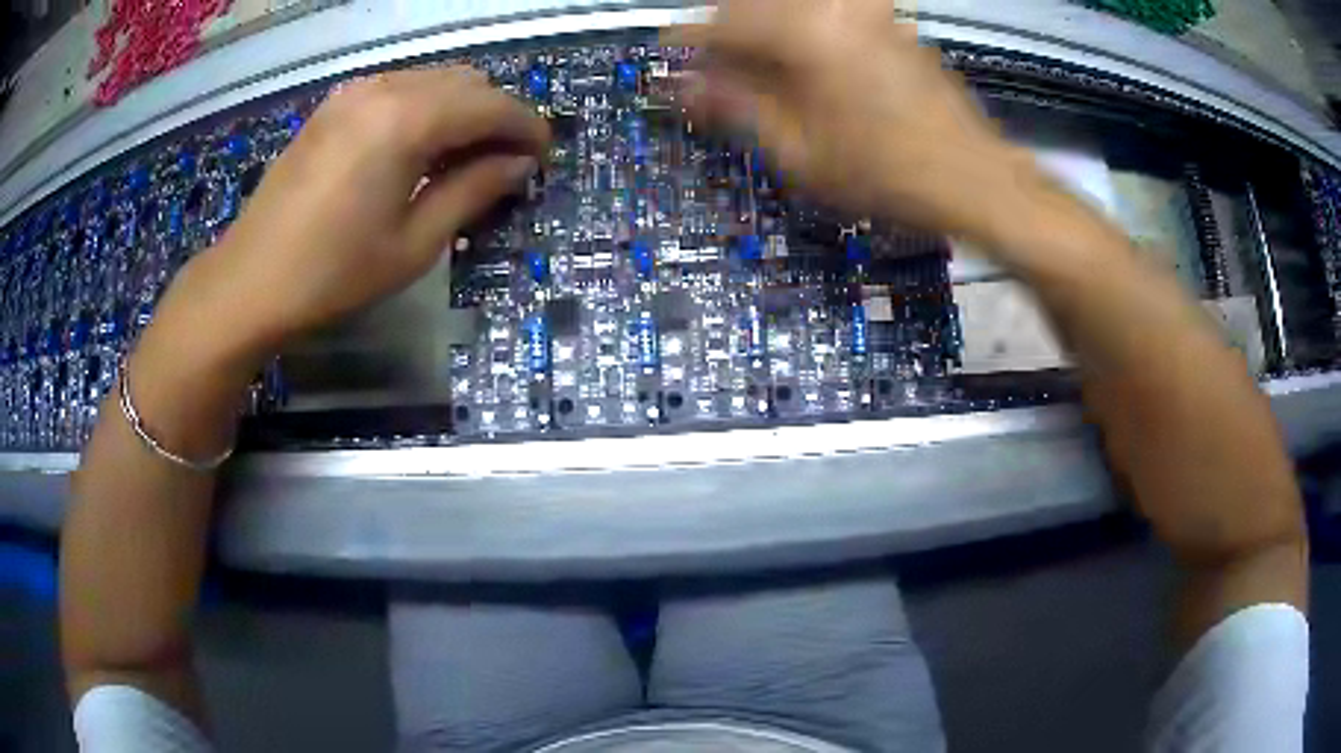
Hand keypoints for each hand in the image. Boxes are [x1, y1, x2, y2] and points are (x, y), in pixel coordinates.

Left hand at [152, 66, 550, 373]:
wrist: (249, 281)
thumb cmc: (332, 274)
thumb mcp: (413, 244)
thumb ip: (473, 192)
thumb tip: (519, 164)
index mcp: (407, 120)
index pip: (491, 105)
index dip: (527, 127)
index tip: (543, 157)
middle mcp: (385, 88)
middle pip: (467, 81)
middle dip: (497, 115)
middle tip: (505, 162)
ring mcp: (355, 91)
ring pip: (434, 79)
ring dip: (462, 109)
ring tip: (465, 157)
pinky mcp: (335, 104)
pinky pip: (400, 87)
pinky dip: (426, 107)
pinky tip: (420, 146)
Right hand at [668, 0, 1033, 238]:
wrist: (972, 176)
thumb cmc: (886, 173)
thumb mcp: (798, 151)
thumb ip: (734, 107)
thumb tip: (683, 87)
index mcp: (804, 32)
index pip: (721, 22)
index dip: (687, 42)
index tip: (669, 57)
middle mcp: (833, 7)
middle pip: (753, 2)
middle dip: (724, 30)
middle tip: (711, 65)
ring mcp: (865, 11)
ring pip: (789, 5)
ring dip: (760, 27)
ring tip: (752, 65)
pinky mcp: (887, 22)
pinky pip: (825, 11)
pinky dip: (798, 28)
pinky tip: (799, 60)